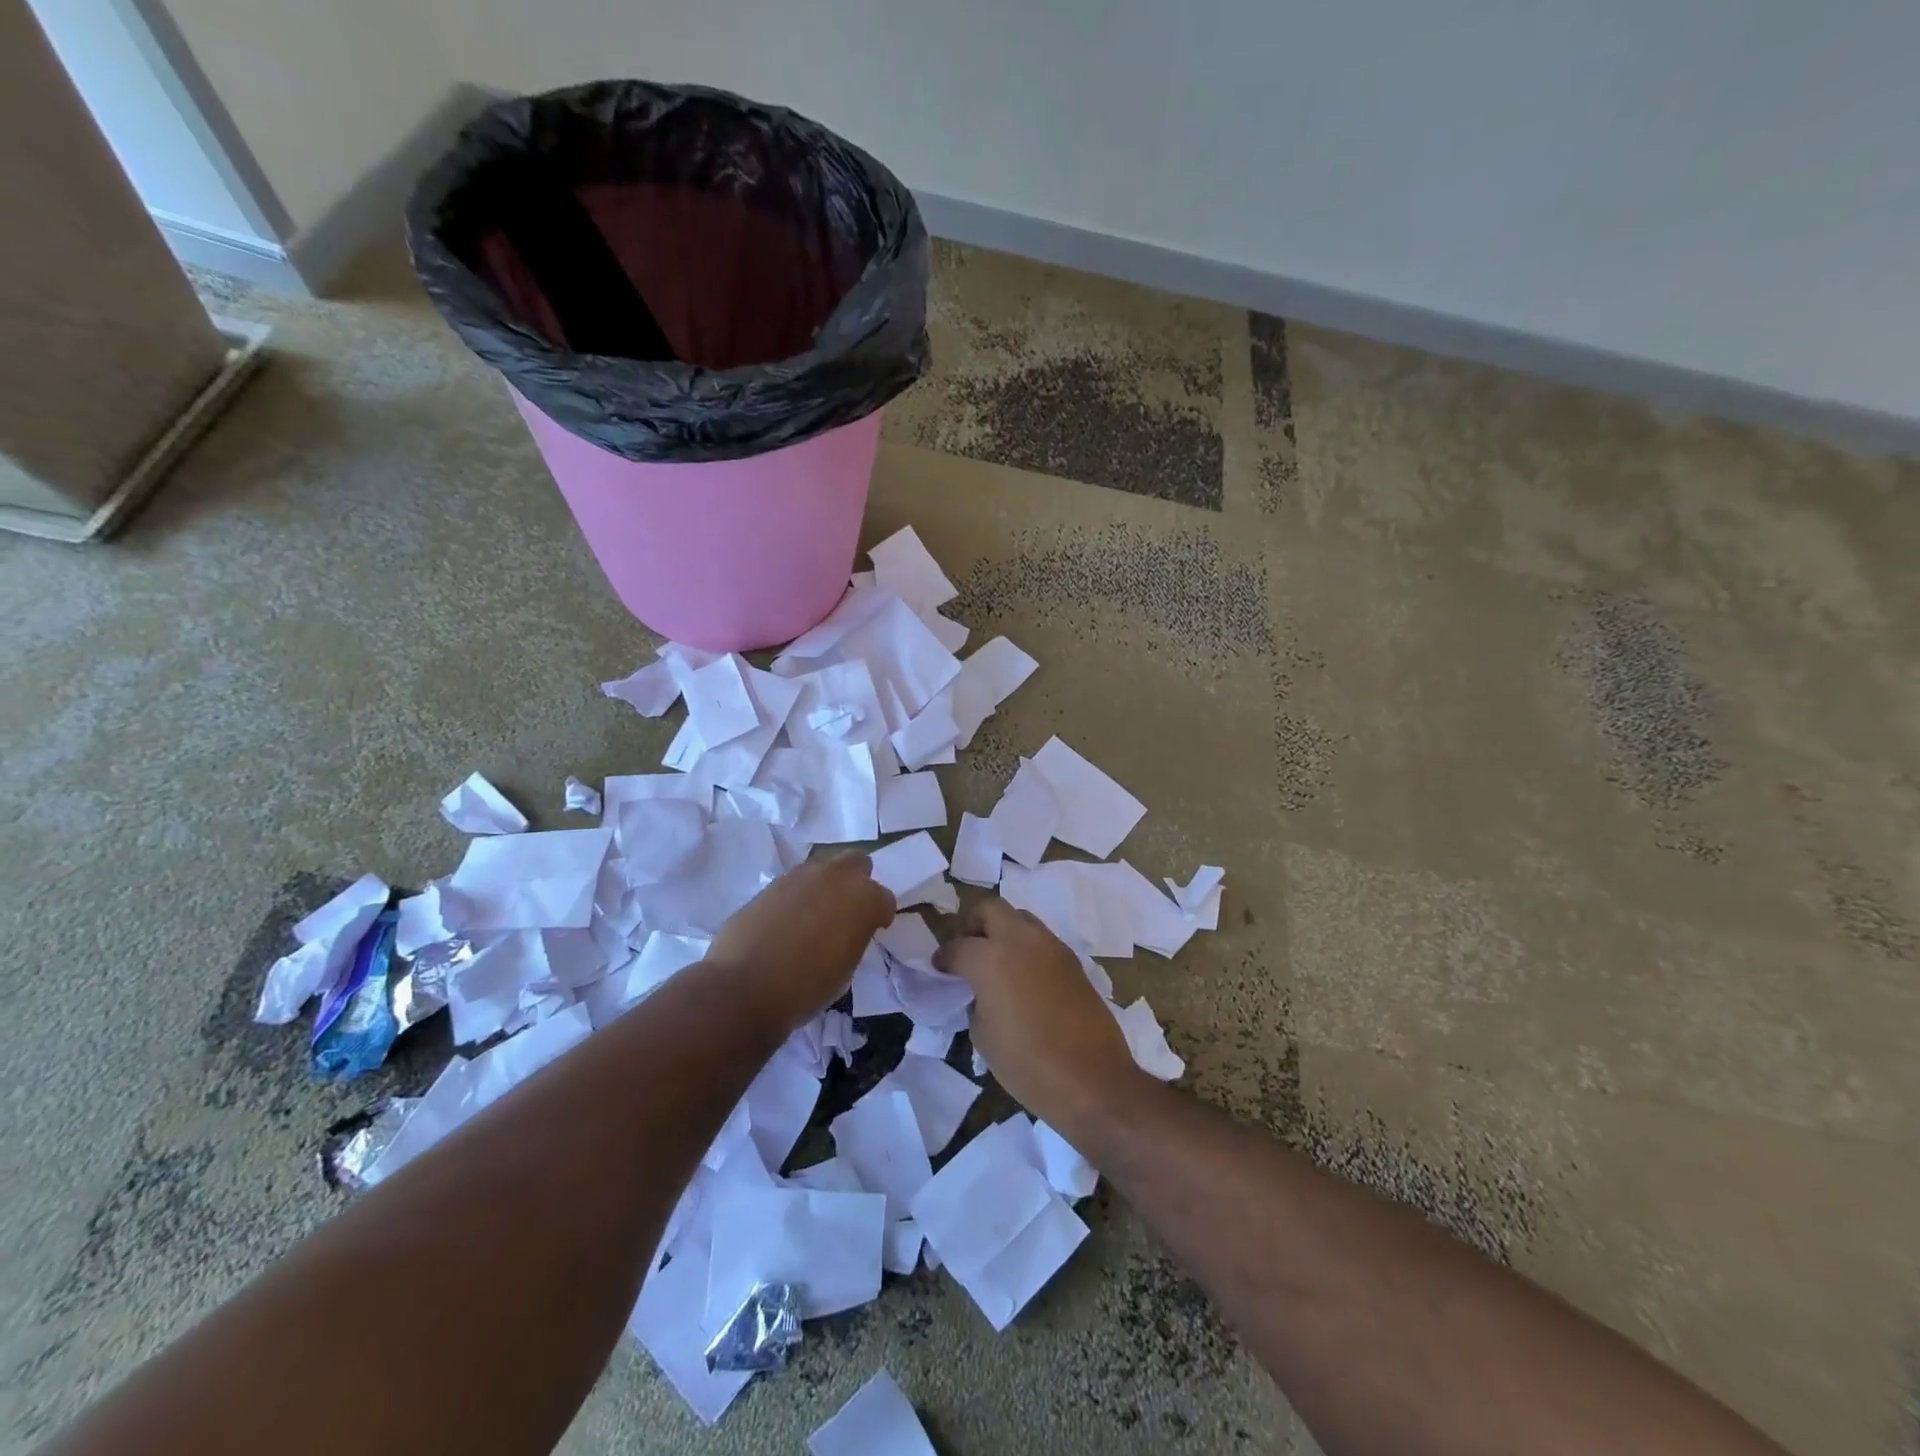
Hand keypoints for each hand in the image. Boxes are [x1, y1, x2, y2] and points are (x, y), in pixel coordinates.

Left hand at [705, 854, 895, 1037]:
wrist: (744, 987)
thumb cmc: (807, 988)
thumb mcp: (846, 968)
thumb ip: (853, 937)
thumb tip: (846, 931)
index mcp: (863, 899)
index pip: (884, 898)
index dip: (880, 915)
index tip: (874, 930)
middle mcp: (835, 877)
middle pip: (857, 863)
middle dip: (857, 882)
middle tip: (847, 911)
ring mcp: (799, 876)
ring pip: (823, 868)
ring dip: (825, 886)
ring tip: (814, 917)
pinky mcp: (770, 884)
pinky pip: (794, 883)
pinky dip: (797, 897)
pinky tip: (787, 922)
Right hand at [933, 898, 1140, 1131]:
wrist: (1091, 1079)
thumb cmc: (1027, 1063)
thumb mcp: (983, 1036)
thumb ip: (976, 1000)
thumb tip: (981, 991)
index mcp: (990, 958)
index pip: (958, 946)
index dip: (944, 957)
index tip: (940, 967)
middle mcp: (1020, 940)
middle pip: (991, 909)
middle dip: (973, 924)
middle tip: (968, 951)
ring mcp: (1051, 946)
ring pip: (1020, 919)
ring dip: (1003, 932)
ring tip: (997, 964)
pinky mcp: (1072, 960)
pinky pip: (1041, 940)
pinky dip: (1026, 949)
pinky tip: (1023, 979)